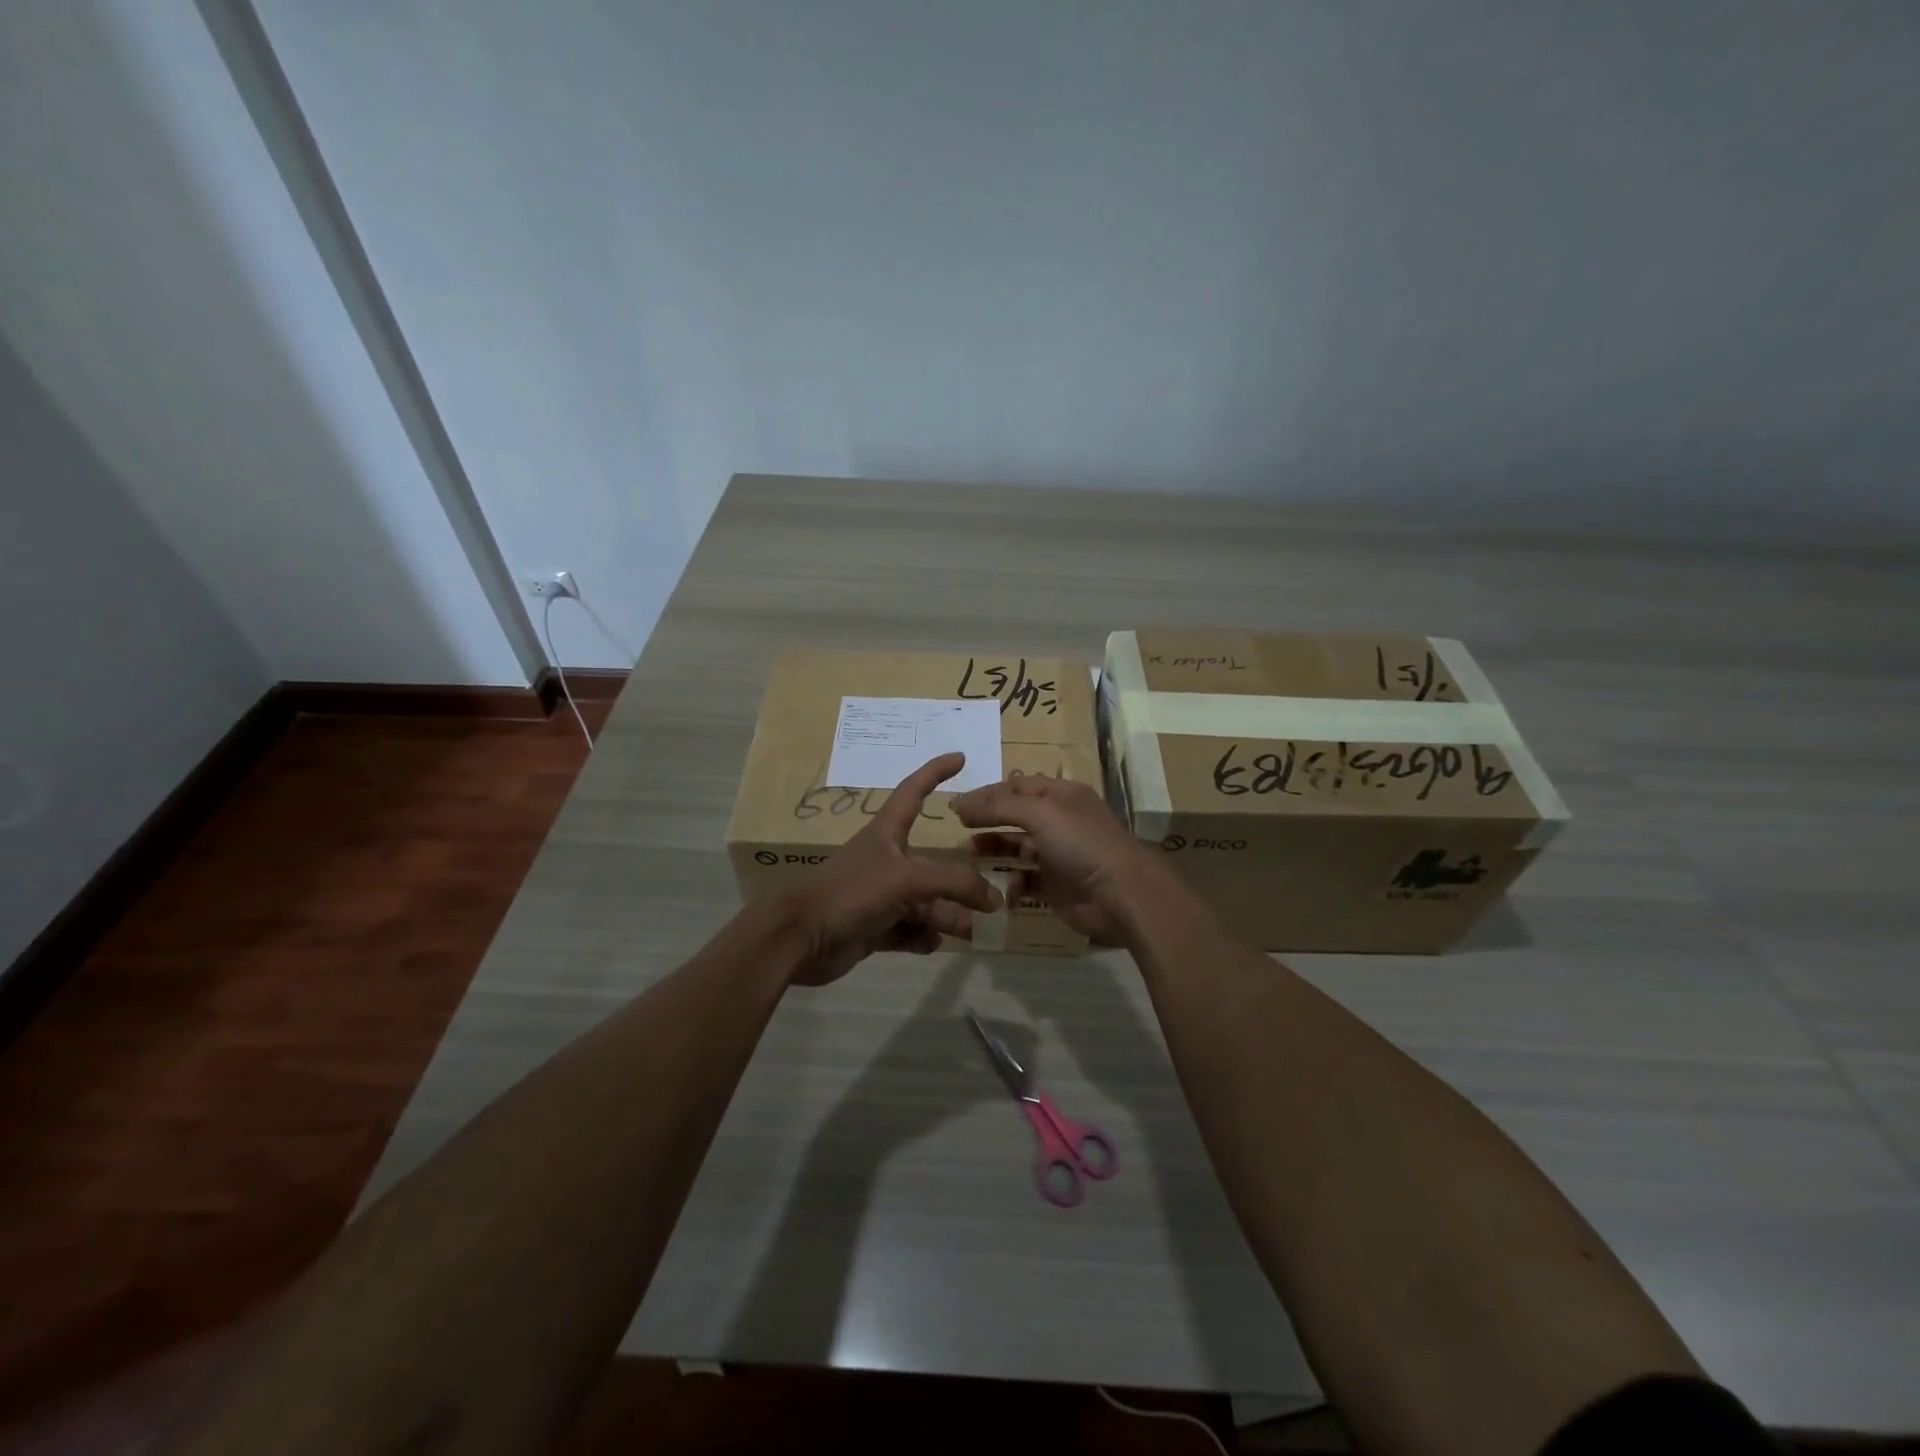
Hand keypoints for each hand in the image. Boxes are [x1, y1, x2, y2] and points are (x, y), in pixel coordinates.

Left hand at [783, 753, 1003, 985]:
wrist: (799, 938)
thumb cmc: (851, 892)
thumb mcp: (908, 879)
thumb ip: (955, 885)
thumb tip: (994, 899)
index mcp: (887, 834)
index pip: (914, 791)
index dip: (936, 772)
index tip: (960, 757)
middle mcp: (885, 861)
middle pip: (932, 865)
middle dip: (959, 882)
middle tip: (992, 899)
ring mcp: (878, 896)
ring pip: (924, 902)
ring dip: (947, 915)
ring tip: (969, 931)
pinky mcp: (872, 927)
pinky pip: (908, 929)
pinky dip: (922, 936)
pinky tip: (932, 944)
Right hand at [949, 776, 1167, 943]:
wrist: (1119, 895)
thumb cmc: (1081, 843)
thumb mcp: (1040, 813)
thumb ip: (999, 807)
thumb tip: (960, 803)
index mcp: (1061, 795)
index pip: (1017, 786)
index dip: (987, 793)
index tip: (956, 804)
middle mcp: (1058, 820)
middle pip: (1014, 815)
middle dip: (987, 820)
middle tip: (957, 828)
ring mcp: (1056, 854)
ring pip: (1016, 847)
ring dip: (992, 849)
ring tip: (967, 854)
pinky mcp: (1054, 884)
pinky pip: (1024, 879)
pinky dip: (1009, 881)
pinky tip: (997, 886)